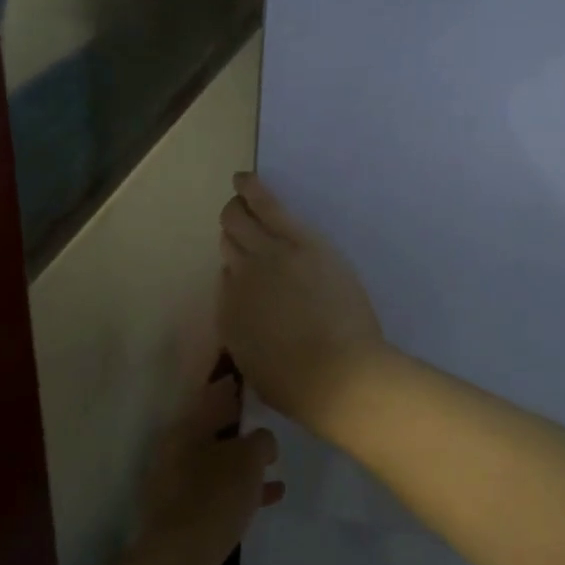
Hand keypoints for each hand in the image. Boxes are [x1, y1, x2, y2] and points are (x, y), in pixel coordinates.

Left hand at [127, 373, 283, 564]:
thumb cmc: (212, 499)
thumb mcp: (246, 460)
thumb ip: (259, 441)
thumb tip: (261, 440)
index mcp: (185, 430)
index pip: (212, 396)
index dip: (233, 386)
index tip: (252, 377)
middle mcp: (177, 452)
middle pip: (213, 428)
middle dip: (240, 423)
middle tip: (269, 415)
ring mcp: (179, 486)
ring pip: (218, 462)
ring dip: (244, 459)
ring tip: (276, 458)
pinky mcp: (188, 516)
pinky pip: (221, 492)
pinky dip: (243, 489)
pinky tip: (272, 495)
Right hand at [219, 173, 386, 432]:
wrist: (338, 376)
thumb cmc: (301, 386)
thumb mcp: (257, 368)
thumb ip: (247, 336)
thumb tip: (252, 313)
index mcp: (229, 315)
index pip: (226, 281)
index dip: (237, 273)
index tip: (250, 272)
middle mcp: (239, 280)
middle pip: (230, 245)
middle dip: (232, 234)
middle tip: (240, 226)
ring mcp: (267, 257)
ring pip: (241, 222)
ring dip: (237, 209)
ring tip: (238, 193)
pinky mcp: (298, 242)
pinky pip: (268, 207)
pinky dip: (253, 190)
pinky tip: (244, 178)